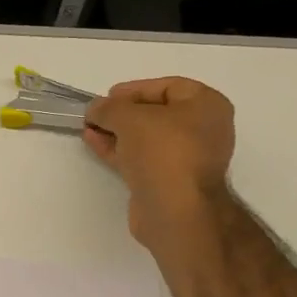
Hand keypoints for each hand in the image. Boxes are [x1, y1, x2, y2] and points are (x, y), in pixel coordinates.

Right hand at [84, 76, 236, 248]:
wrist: (174, 209)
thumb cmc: (162, 150)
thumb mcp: (129, 117)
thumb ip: (108, 107)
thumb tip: (96, 109)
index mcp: (207, 106)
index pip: (169, 87)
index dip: (135, 89)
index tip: (108, 96)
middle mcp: (203, 130)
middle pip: (157, 113)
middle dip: (123, 112)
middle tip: (98, 112)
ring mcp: (186, 159)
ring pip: (147, 138)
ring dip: (117, 131)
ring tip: (89, 127)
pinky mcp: (168, 181)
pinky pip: (141, 158)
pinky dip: (119, 149)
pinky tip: (93, 142)